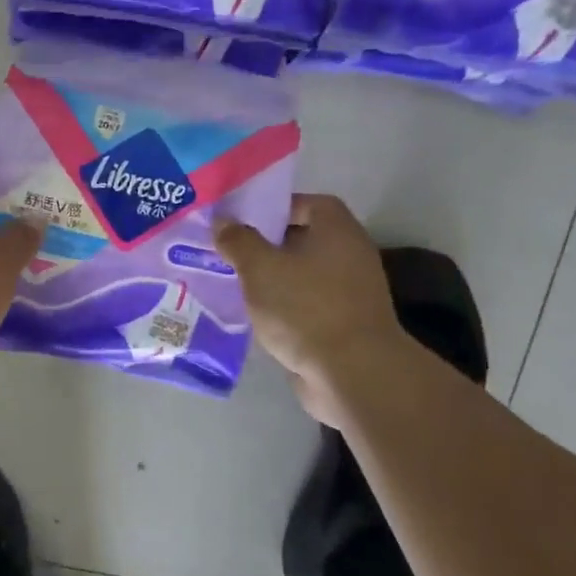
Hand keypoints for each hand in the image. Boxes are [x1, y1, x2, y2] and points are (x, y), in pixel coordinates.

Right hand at [214, 195, 414, 425]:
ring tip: (234, 284)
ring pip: (302, 275)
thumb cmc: (305, 308)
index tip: (240, 222)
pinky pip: (307, 305)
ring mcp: (350, 291)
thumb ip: (238, 240)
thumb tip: (223, 221)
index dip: (272, 208)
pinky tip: (255, 316)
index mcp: (336, 228)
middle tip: (229, 253)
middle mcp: (349, 253)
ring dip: (273, 280)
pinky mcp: (343, 324)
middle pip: (302, 239)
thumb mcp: (260, 268)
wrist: (351, 373)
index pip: (305, 203)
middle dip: (266, 246)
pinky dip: (284, 307)